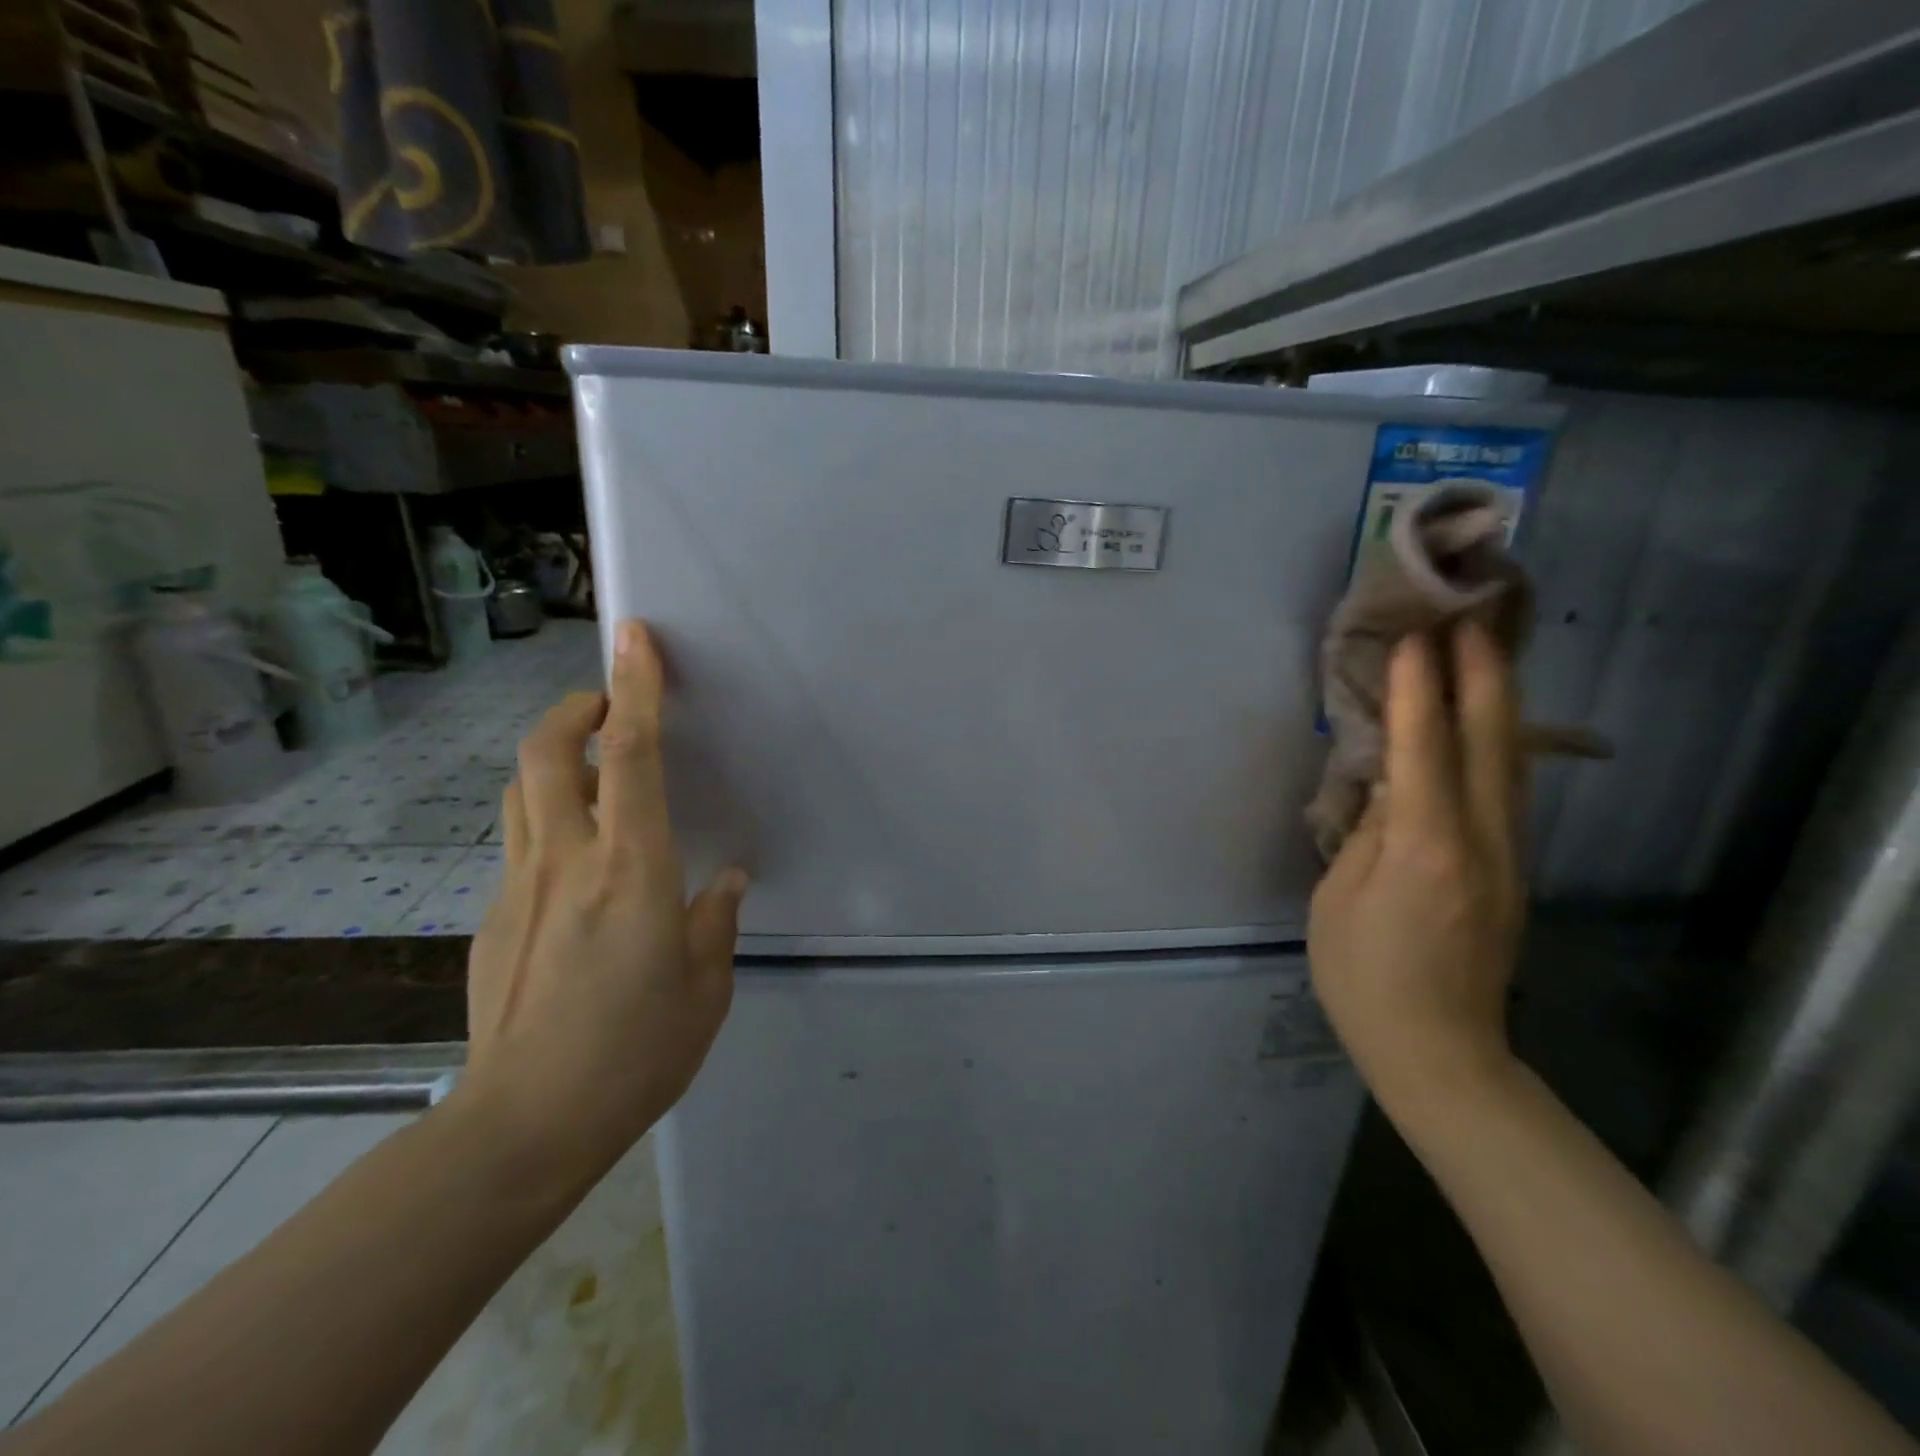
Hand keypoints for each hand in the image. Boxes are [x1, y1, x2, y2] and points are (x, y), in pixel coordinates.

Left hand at [453, 619, 746, 1188]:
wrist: (523, 1125)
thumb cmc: (635, 1054)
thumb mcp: (705, 987)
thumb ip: (715, 920)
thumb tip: (725, 879)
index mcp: (633, 871)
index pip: (634, 757)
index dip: (636, 689)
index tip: (636, 638)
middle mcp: (568, 861)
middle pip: (549, 753)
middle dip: (577, 709)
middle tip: (610, 704)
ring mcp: (520, 887)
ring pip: (522, 789)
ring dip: (556, 756)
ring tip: (593, 764)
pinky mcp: (495, 917)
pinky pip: (521, 841)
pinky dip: (549, 818)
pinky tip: (578, 860)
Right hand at [1308, 621, 1524, 1109]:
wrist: (1438, 1052)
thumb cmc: (1364, 978)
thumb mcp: (1338, 900)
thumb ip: (1367, 835)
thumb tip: (1389, 787)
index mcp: (1425, 849)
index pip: (1425, 752)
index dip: (1419, 692)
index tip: (1417, 638)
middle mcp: (1479, 842)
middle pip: (1491, 744)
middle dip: (1483, 676)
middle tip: (1473, 617)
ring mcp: (1506, 857)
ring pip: (1511, 763)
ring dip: (1499, 702)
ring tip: (1486, 651)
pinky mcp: (1509, 871)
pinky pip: (1506, 791)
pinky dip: (1497, 743)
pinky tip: (1486, 723)